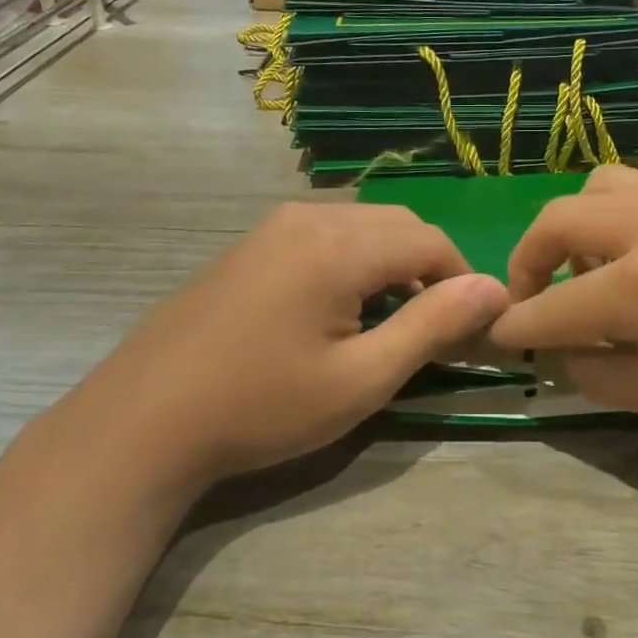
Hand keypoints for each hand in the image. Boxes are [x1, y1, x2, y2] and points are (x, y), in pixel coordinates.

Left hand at [65, 202, 508, 489]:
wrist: (144, 421)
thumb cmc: (263, 406)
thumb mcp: (362, 378)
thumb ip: (432, 325)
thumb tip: (494, 288)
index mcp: (339, 244)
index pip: (430, 240)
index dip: (463, 279)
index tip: (472, 327)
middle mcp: (307, 217)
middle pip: (397, 224)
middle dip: (429, 268)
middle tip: (433, 328)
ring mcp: (271, 228)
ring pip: (360, 226)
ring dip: (391, 263)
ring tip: (388, 321)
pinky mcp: (249, 246)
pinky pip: (323, 236)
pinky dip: (353, 262)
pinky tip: (336, 310)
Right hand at [488, 166, 637, 461]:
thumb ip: (595, 370)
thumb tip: (561, 351)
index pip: (552, 306)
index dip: (517, 327)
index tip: (499, 338)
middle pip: (561, 219)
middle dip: (530, 259)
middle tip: (536, 299)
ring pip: (604, 186)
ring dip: (579, 226)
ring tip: (594, 271)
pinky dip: (624, 221)